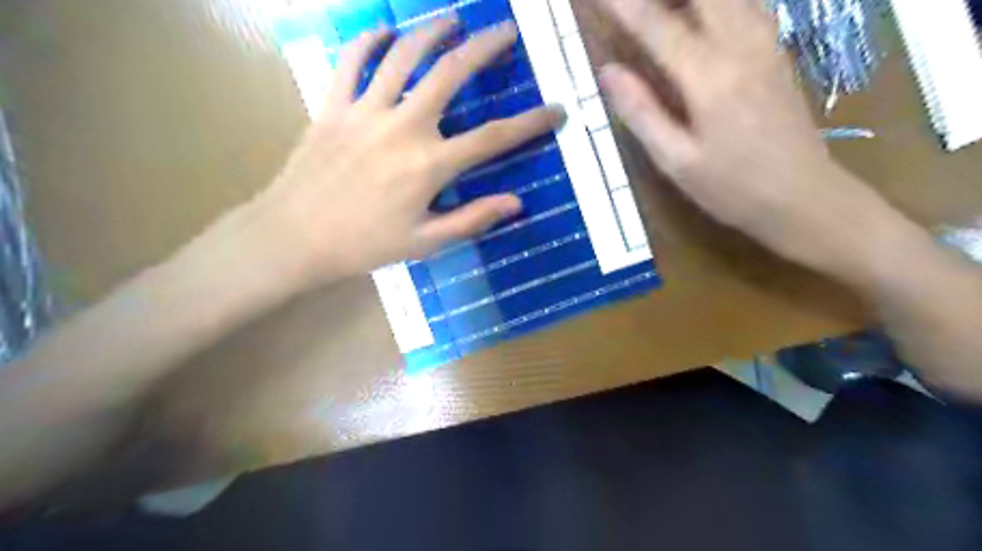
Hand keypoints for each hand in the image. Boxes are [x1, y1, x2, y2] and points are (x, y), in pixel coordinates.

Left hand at [241, 16, 559, 287]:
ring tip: (454, 18)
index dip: (530, 123)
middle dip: (485, 48)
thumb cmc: (364, 245)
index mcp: (429, 165)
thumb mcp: (424, 241)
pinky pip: (351, 60)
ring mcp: (365, 110)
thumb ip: (472, 219)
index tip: (556, 110)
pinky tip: (385, 30)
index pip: (492, 138)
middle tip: (507, 32)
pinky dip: (368, 39)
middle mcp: (403, 127)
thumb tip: (516, 202)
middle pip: (451, 73)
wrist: (294, 237)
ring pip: (403, 54)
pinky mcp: (333, 106)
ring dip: (433, 30)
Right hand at [595, 1, 898, 278]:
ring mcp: (766, 43)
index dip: (624, 4)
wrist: (803, 198)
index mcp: (709, 77)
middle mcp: (741, 45)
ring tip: (661, 9)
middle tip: (632, 5)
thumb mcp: (676, 161)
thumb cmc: (731, 189)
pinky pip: (747, 2)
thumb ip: (641, 112)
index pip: (657, 25)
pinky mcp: (777, 51)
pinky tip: (701, 13)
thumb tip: (607, 72)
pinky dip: (718, 1)